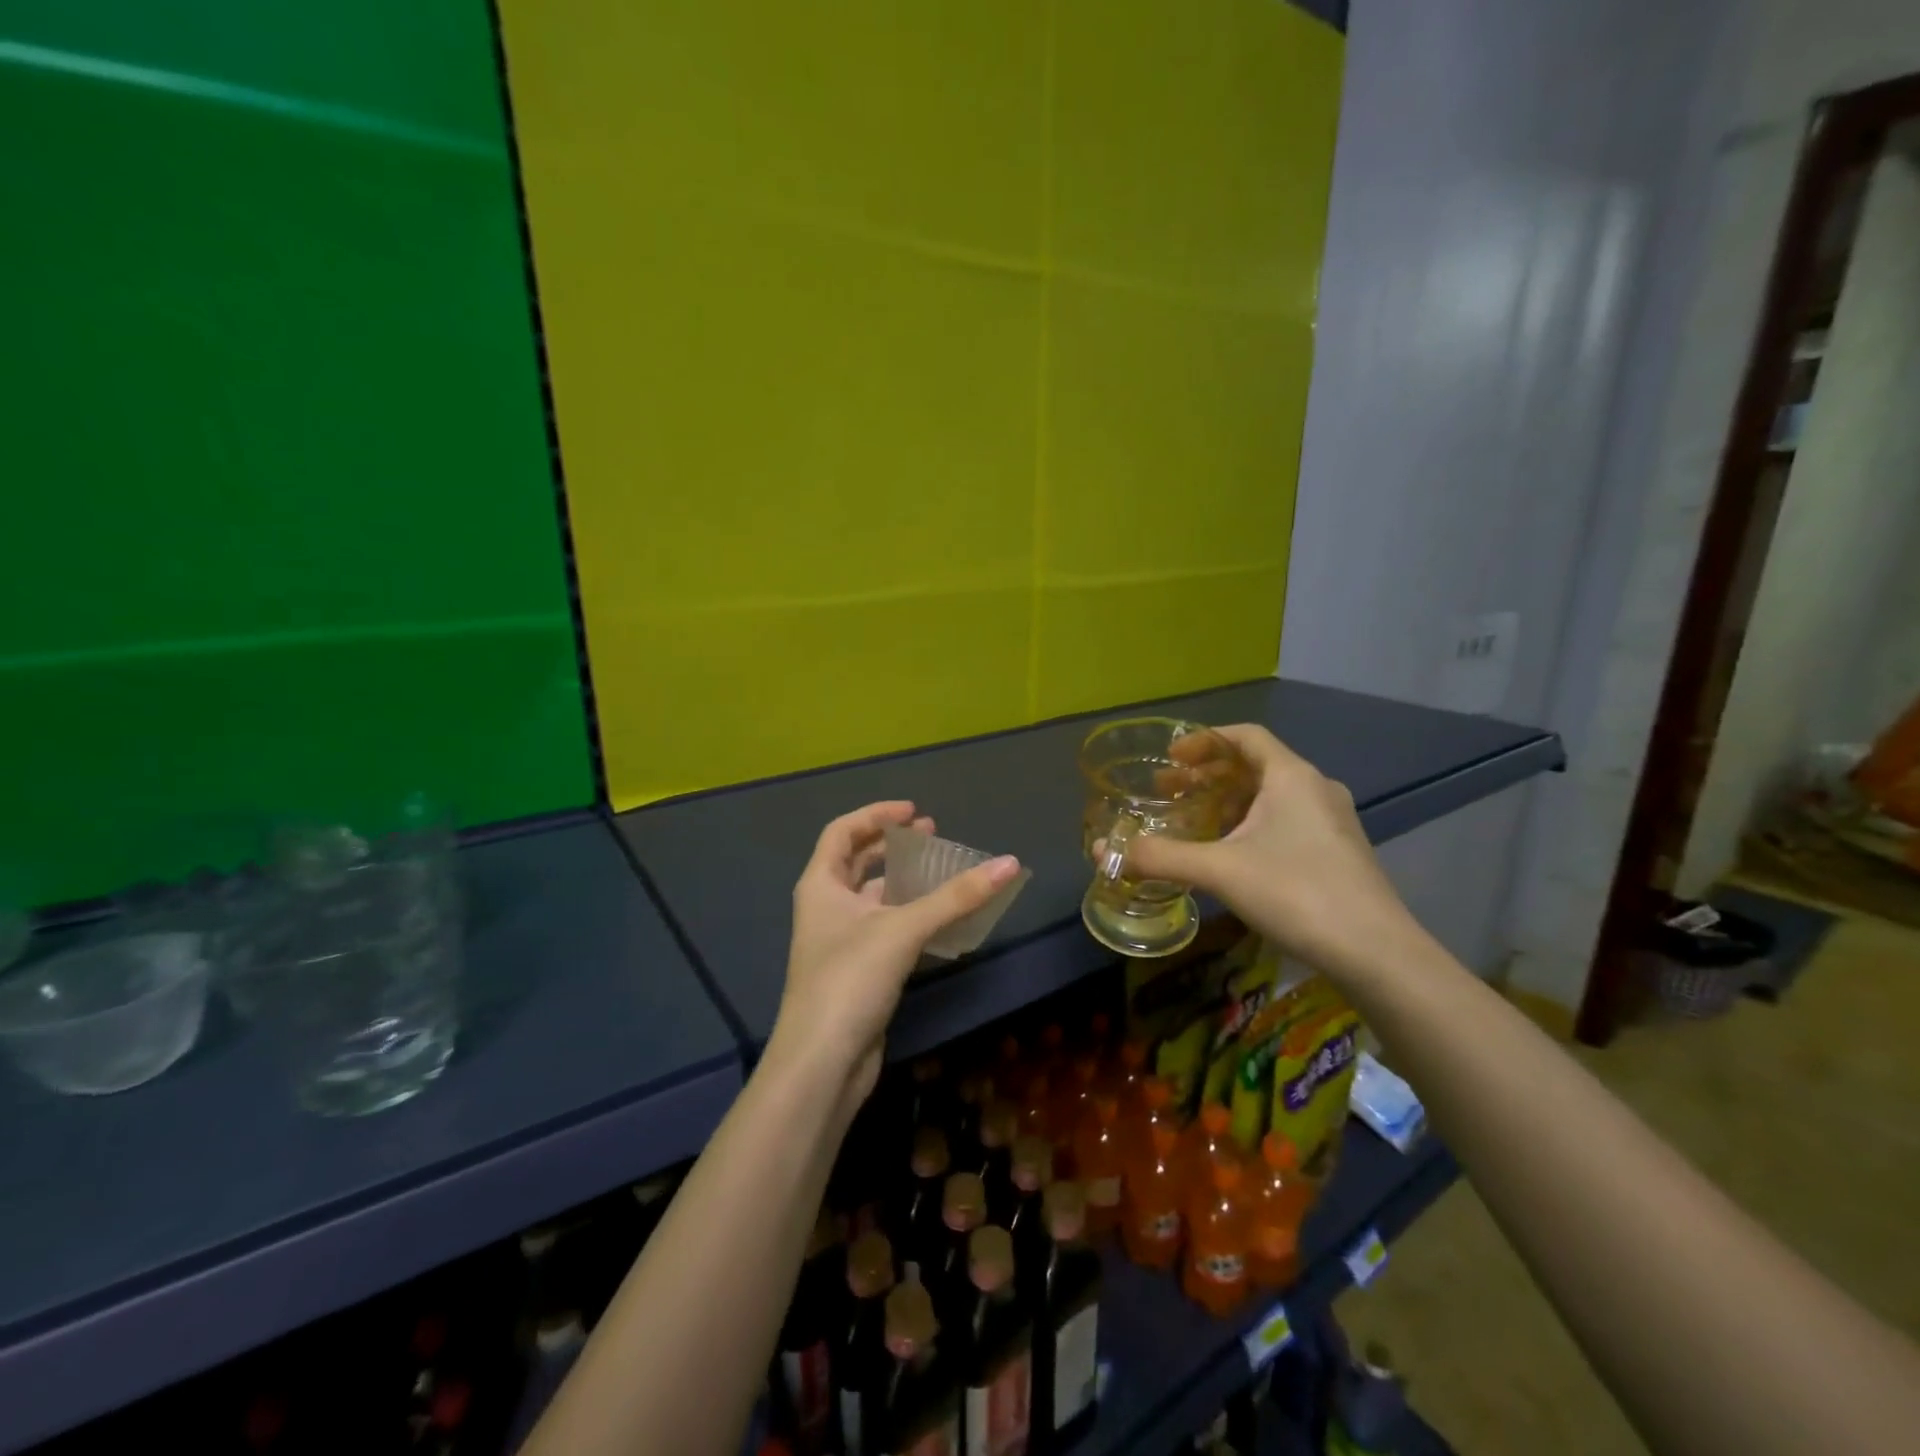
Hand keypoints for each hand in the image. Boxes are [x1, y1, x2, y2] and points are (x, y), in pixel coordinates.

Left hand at [772, 802, 1021, 1105]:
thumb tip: (1010, 863)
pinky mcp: (859, 971)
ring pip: (875, 898)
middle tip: (933, 836)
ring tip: (944, 872)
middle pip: (858, 861)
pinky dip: (913, 916)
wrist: (823, 1063)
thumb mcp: (903, 929)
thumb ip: (956, 897)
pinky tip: (943, 919)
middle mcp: (826, 907)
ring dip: (907, 882)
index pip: (842, 831)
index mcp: (820, 885)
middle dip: (894, 846)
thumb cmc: (850, 980)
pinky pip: (888, 929)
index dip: (876, 814)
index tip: (915, 812)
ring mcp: (841, 941)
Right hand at [1121, 725, 1423, 979]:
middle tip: (1168, 791)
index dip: (1204, 741)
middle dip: (1207, 776)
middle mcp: (1315, 788)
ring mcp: (1332, 822)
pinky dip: (1250, 824)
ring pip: (1270, 796)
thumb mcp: (1220, 871)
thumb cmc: (1297, 892)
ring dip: (1227, 802)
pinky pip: (1285, 821)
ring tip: (1193, 822)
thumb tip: (1106, 852)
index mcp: (1291, 776)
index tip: (1170, 758)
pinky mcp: (1338, 852)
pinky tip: (1230, 855)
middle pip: (1254, 765)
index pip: (1245, 736)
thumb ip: (1162, 857)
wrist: (1376, 953)